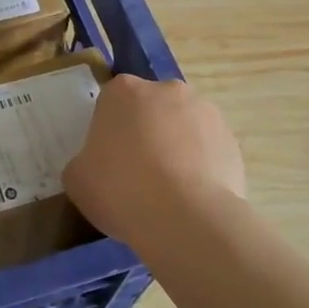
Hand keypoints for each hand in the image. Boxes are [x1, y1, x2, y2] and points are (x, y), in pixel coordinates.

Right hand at [64, 76, 244, 249]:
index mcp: (123, 91)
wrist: (185, 218)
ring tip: (169, 192)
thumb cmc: (121, 190)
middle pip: (150, 109)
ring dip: (175, 148)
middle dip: (145, 134)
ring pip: (182, 127)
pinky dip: (200, 167)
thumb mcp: (77, 179)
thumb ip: (84, 162)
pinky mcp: (230, 139)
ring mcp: (204, 111)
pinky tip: (192, 198)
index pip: (111, 103)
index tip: (109, 161)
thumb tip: (97, 166)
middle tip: (137, 175)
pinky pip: (208, 150)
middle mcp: (166, 89)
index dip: (109, 133)